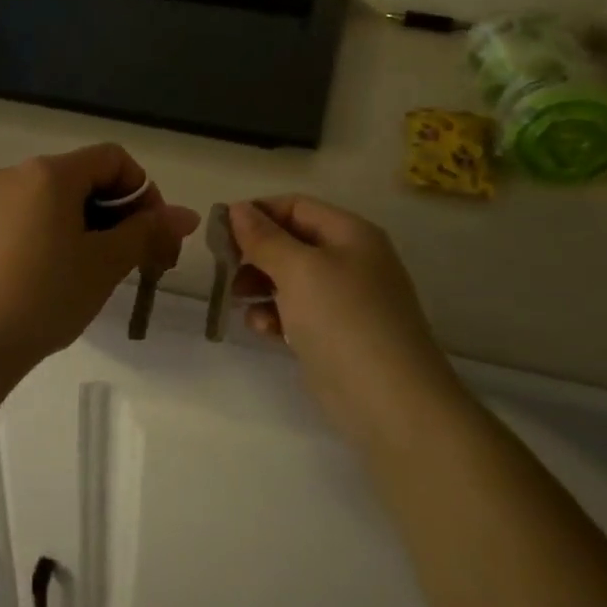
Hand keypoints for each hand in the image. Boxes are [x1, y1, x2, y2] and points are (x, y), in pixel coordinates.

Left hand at [0, 145, 199, 378]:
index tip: (154, 235)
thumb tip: (186, 214)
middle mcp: (15, 176)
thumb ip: (147, 232)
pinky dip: (55, 238)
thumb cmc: (44, 297)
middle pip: (83, 178)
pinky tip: (57, 280)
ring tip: (99, 274)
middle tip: (136, 260)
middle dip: (119, 214)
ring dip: (89, 228)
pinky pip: (28, 221)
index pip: (113, 159)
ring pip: (56, 203)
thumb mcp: (105, 264)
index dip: (144, 191)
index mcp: (48, 173)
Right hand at [228, 197, 461, 451]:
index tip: (219, 231)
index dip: (256, 213)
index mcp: (350, 234)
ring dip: (259, 286)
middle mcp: (349, 261)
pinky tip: (263, 329)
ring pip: (289, 280)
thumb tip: (237, 208)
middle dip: (254, 254)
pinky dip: (274, 316)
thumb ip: (264, 238)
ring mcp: (343, 300)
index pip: (296, 206)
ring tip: (237, 301)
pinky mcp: (333, 334)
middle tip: (222, 270)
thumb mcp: (299, 270)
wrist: (388, 399)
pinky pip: (295, 313)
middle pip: (290, 242)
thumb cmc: (343, 320)